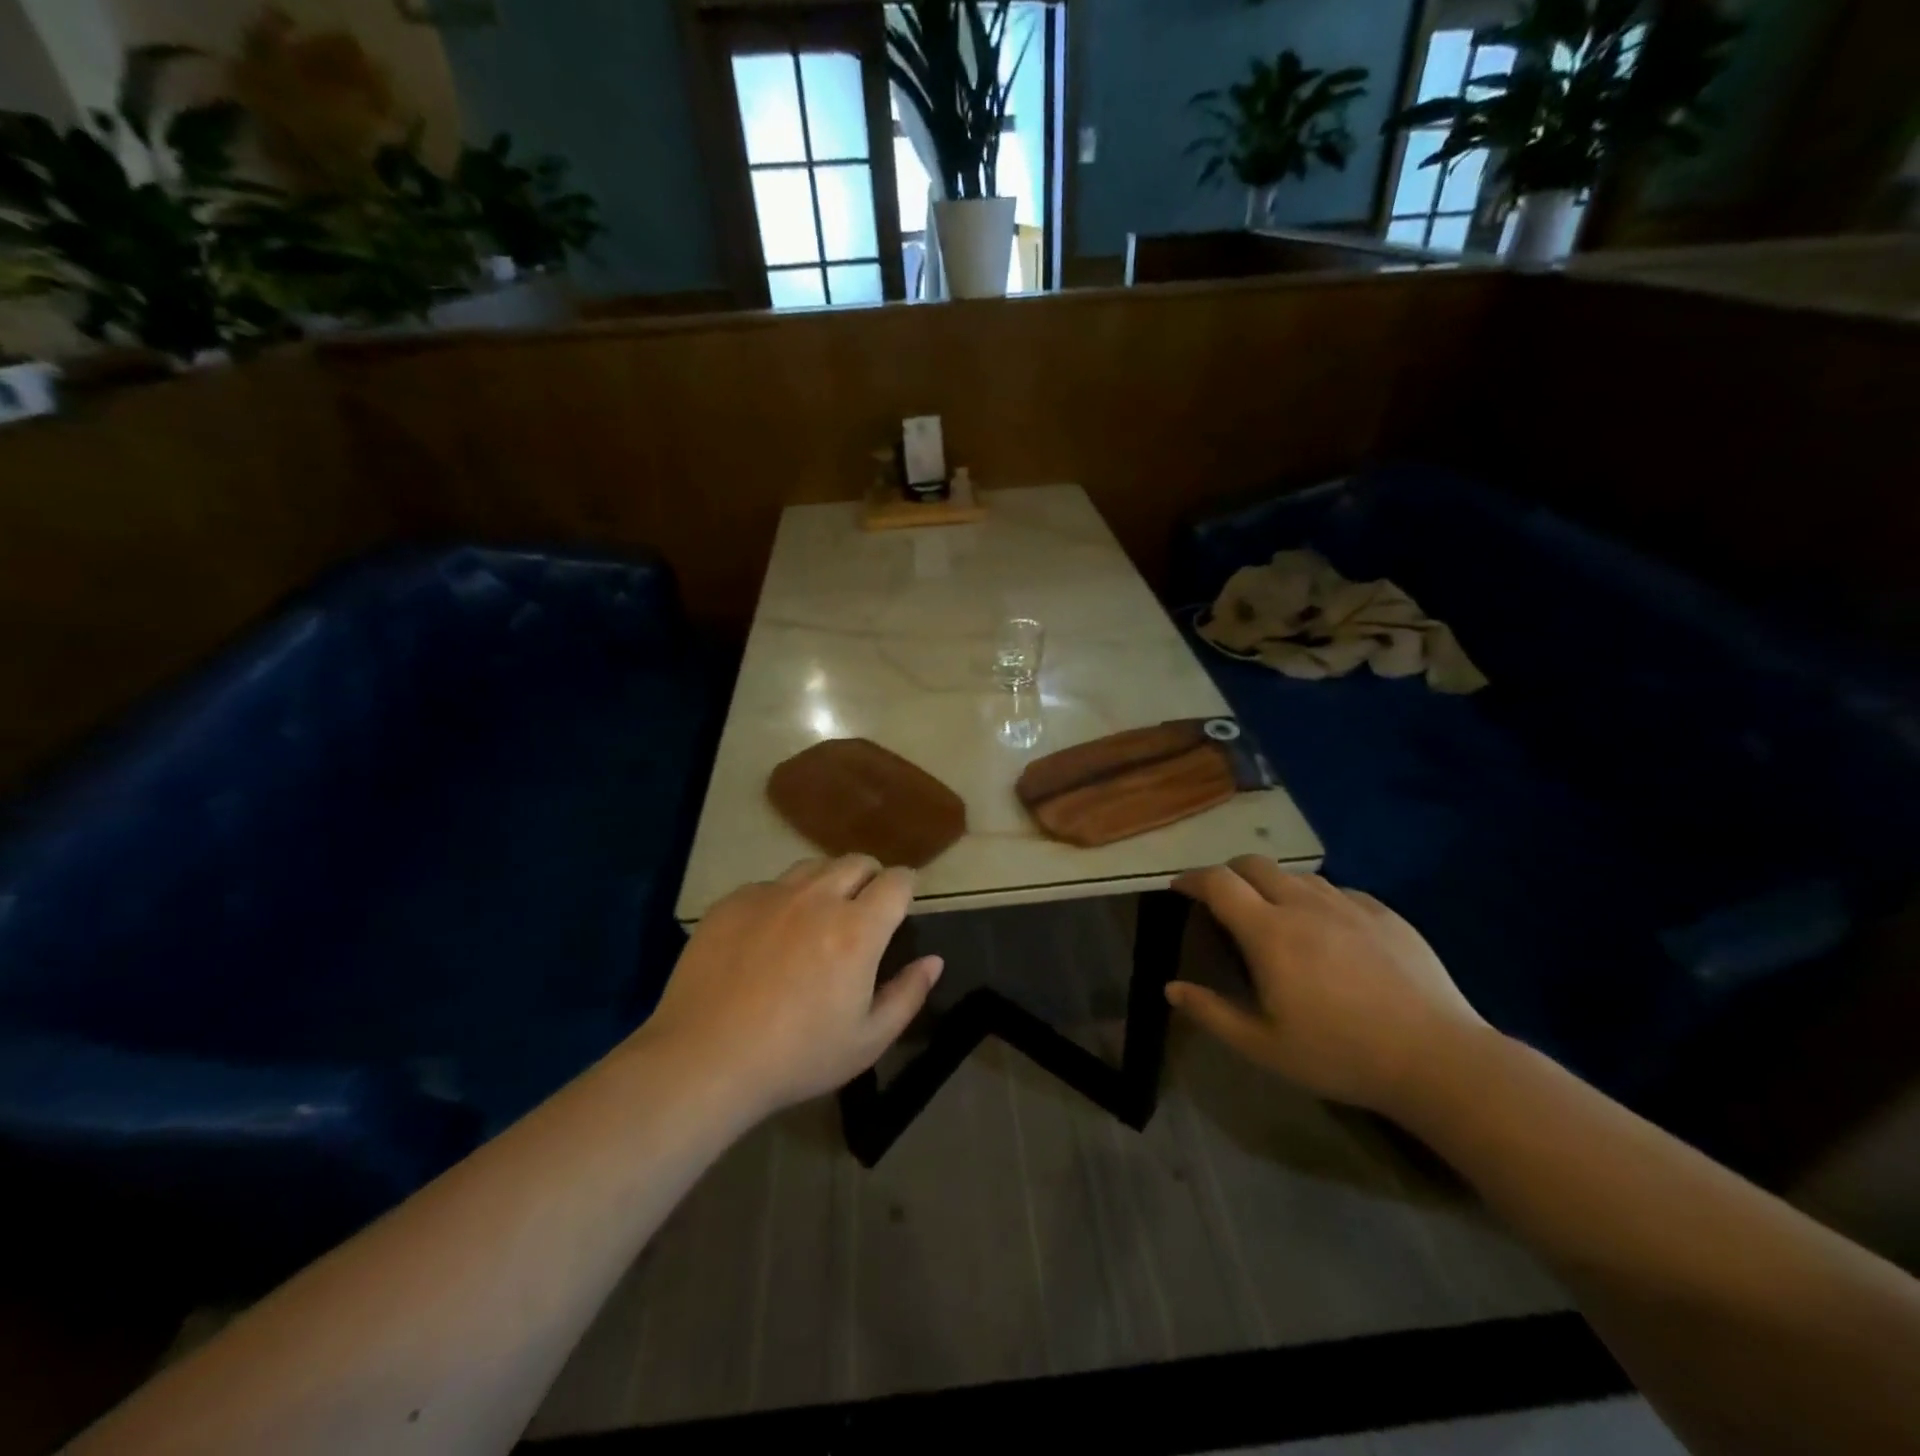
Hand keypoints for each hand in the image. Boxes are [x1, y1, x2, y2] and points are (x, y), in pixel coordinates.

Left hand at [640, 856, 941, 1115]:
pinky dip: (782, 899)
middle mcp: (818, 898)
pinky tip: (769, 935)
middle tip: (863, 910)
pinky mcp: (733, 902)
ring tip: (819, 915)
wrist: (704, 1060)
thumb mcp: (867, 1041)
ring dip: (828, 882)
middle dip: (870, 878)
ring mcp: (771, 895)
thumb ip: (907, 995)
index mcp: (858, 929)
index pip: (897, 881)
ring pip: (813, 866)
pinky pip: (770, 885)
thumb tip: (933, 961)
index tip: (903, 903)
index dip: (906, 887)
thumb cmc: (796, 1057)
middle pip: (857, 862)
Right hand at [1168, 858, 1487, 1116]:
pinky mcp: (1384, 912)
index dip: (1192, 879)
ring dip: (1272, 884)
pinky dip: (1315, 899)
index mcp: (1269, 932)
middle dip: (1228, 873)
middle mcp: (1304, 904)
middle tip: (1222, 899)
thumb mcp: (1264, 1046)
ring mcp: (1348, 904)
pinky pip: (1337, 891)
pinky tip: (1326, 930)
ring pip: (1296, 875)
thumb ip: (1212, 1012)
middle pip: (1254, 864)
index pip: (1218, 883)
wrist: (1438, 1059)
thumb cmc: (1340, 1054)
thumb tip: (1171, 988)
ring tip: (1274, 914)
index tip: (1179, 888)